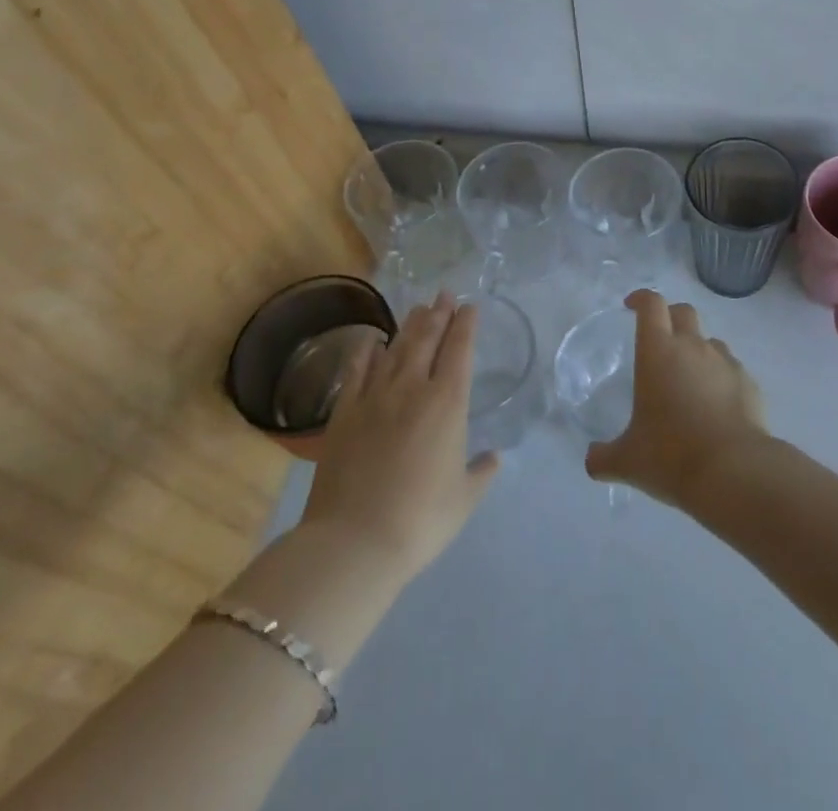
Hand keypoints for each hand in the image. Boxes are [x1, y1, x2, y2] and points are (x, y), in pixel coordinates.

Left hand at [299, 293, 498, 581]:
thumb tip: (492, 457)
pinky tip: (372, 339)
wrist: (354, 542)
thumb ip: (481, 472)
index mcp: (448, 403)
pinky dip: (367, 350)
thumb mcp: (464, 498)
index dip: (466, 324)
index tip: (470, 306)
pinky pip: (357, 370)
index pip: (460, 350)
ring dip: (410, 325)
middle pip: (428, 339)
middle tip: (445, 294)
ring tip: (419, 308)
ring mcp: (375, 397)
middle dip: (439, 313)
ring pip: (396, 348)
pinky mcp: (344, 413)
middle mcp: (413, 388)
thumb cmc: (420, 520)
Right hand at [585, 290, 769, 508]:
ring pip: (710, 340)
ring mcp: (725, 361)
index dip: (641, 299)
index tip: (631, 306)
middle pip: (684, 311)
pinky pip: (731, 369)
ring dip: (697, 350)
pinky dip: (720, 378)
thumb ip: (604, 456)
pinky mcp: (749, 382)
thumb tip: (592, 460)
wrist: (734, 471)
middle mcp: (693, 346)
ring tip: (689, 380)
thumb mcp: (627, 461)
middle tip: (659, 339)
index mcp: (659, 352)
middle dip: (670, 317)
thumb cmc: (671, 456)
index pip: (651, 305)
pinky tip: (716, 406)